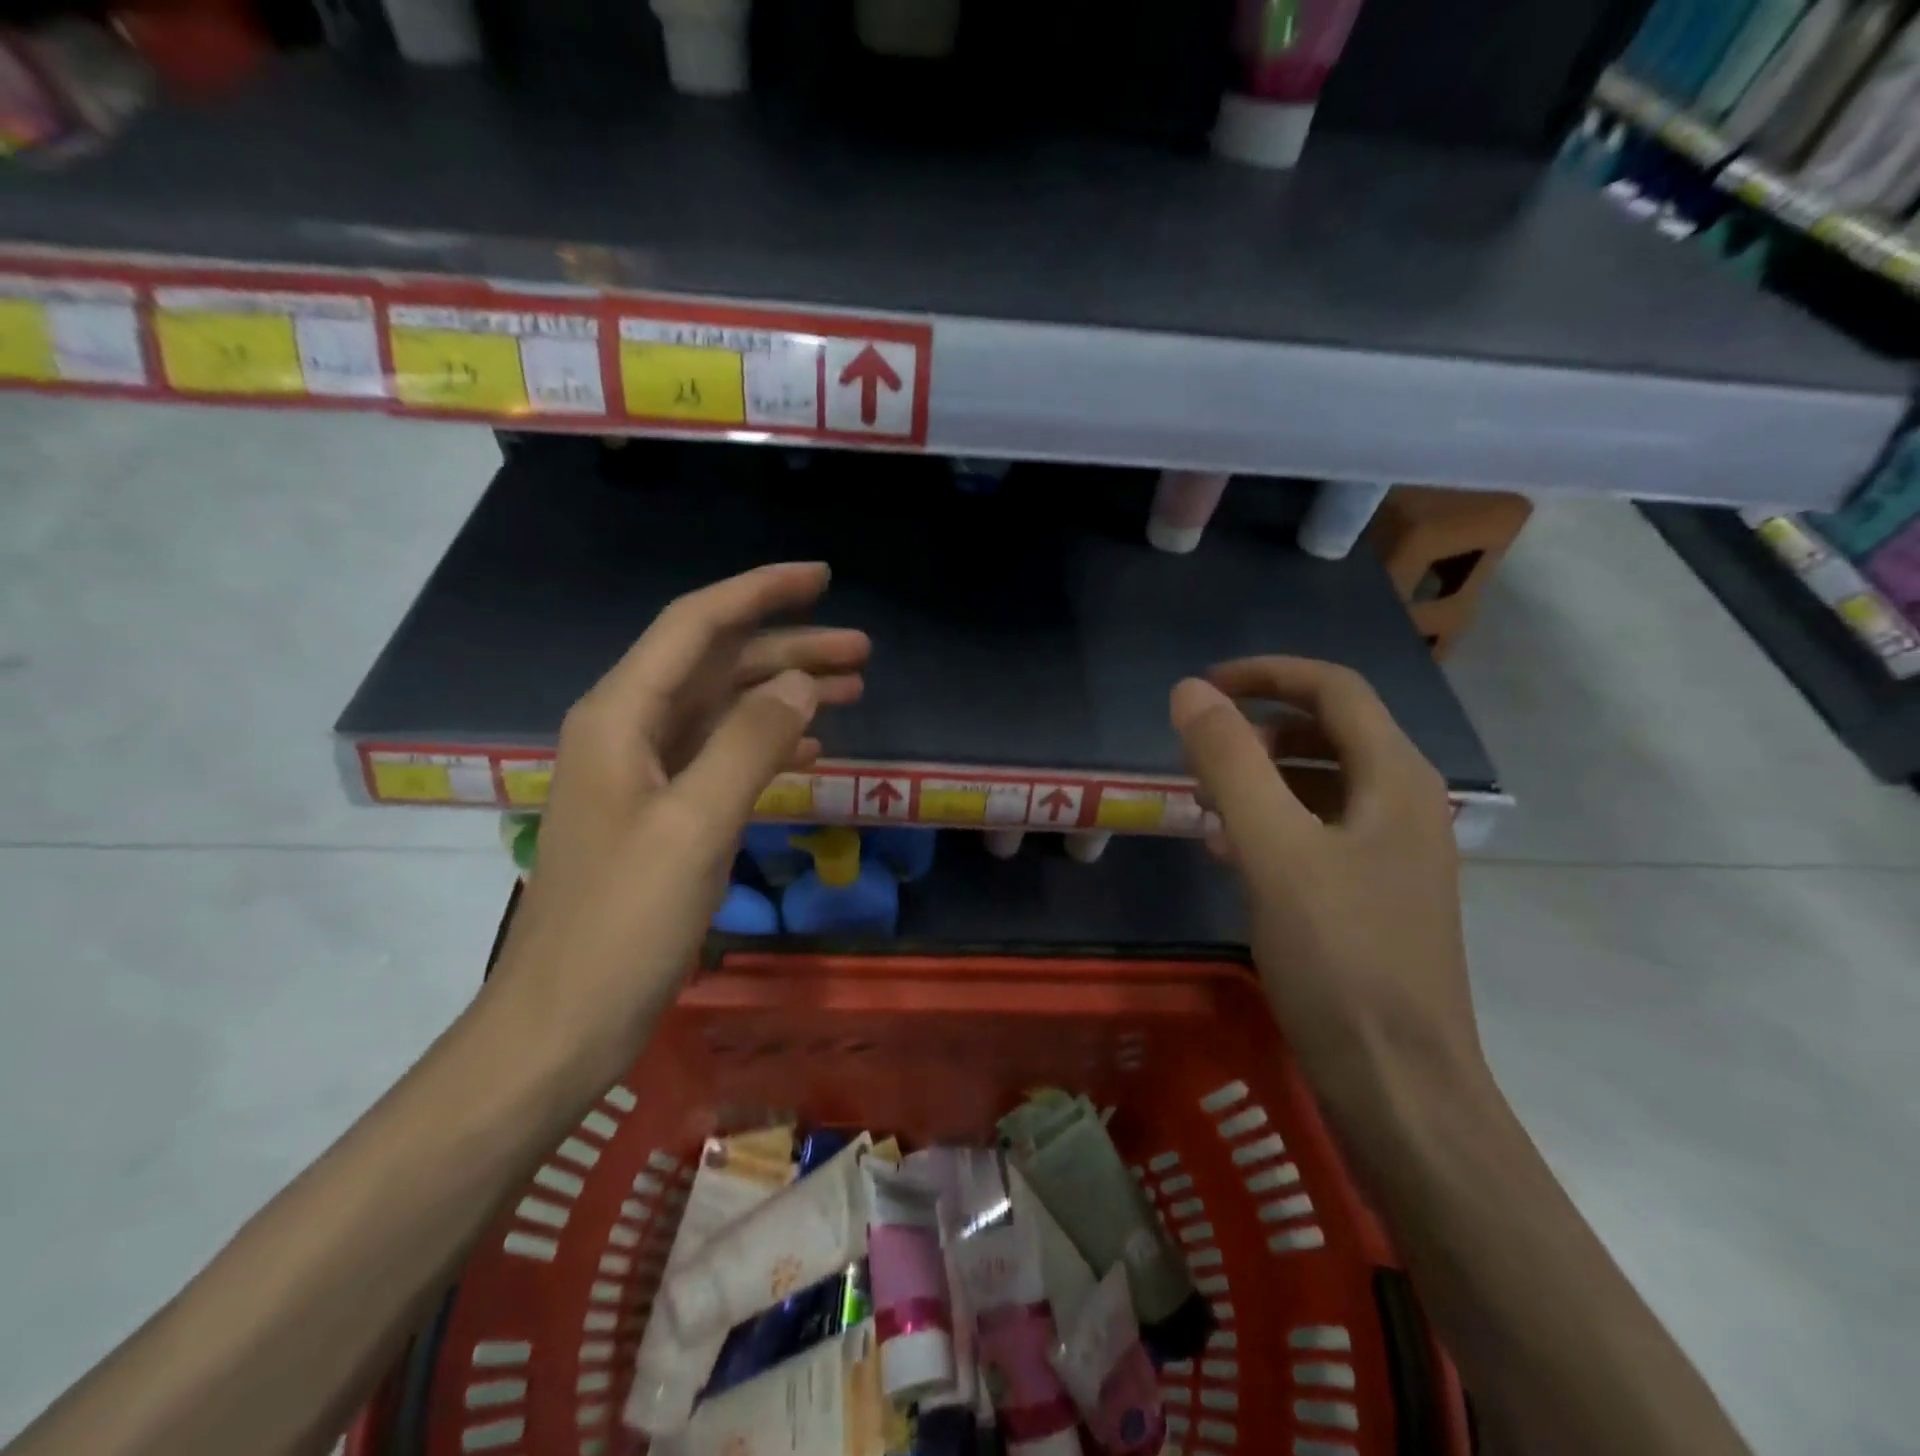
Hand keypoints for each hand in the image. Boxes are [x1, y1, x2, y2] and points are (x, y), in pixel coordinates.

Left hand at [490, 563, 868, 1060]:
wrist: (563, 1023)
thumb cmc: (622, 924)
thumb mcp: (694, 826)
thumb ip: (748, 744)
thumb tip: (801, 685)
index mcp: (620, 717)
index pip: (696, 626)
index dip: (758, 593)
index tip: (821, 578)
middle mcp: (628, 732)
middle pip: (716, 666)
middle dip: (788, 650)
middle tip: (862, 651)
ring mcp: (645, 776)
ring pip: (724, 711)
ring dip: (785, 696)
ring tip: (853, 691)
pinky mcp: (662, 816)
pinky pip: (723, 758)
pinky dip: (769, 746)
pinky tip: (813, 752)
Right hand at [1169, 658, 1483, 1120]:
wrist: (1398, 1083)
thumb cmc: (1338, 958)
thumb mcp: (1272, 849)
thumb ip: (1230, 762)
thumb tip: (1189, 691)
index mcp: (1395, 779)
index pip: (1333, 689)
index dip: (1267, 674)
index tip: (1204, 687)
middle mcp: (1404, 804)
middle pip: (1330, 732)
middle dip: (1260, 728)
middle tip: (1198, 750)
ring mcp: (1393, 853)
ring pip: (1321, 784)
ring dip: (1261, 777)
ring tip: (1202, 800)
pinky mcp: (1374, 894)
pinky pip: (1318, 831)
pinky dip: (1271, 823)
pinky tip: (1227, 852)